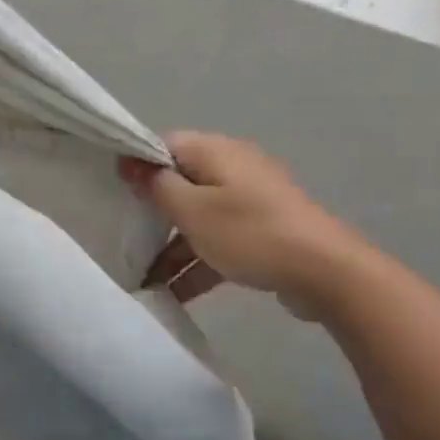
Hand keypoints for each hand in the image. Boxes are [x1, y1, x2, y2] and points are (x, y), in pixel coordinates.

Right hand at [121, 132, 356, 314]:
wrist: (325, 271)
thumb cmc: (250, 233)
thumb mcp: (192, 211)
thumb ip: (157, 186)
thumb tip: (130, 162)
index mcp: (214, 151)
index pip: (164, 146)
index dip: (137, 166)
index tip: (114, 194)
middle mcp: (232, 168)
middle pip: (180, 183)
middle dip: (152, 213)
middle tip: (126, 239)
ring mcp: (250, 200)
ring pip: (199, 216)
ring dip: (173, 245)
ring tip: (145, 278)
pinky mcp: (262, 231)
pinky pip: (220, 239)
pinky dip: (199, 261)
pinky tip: (176, 294)